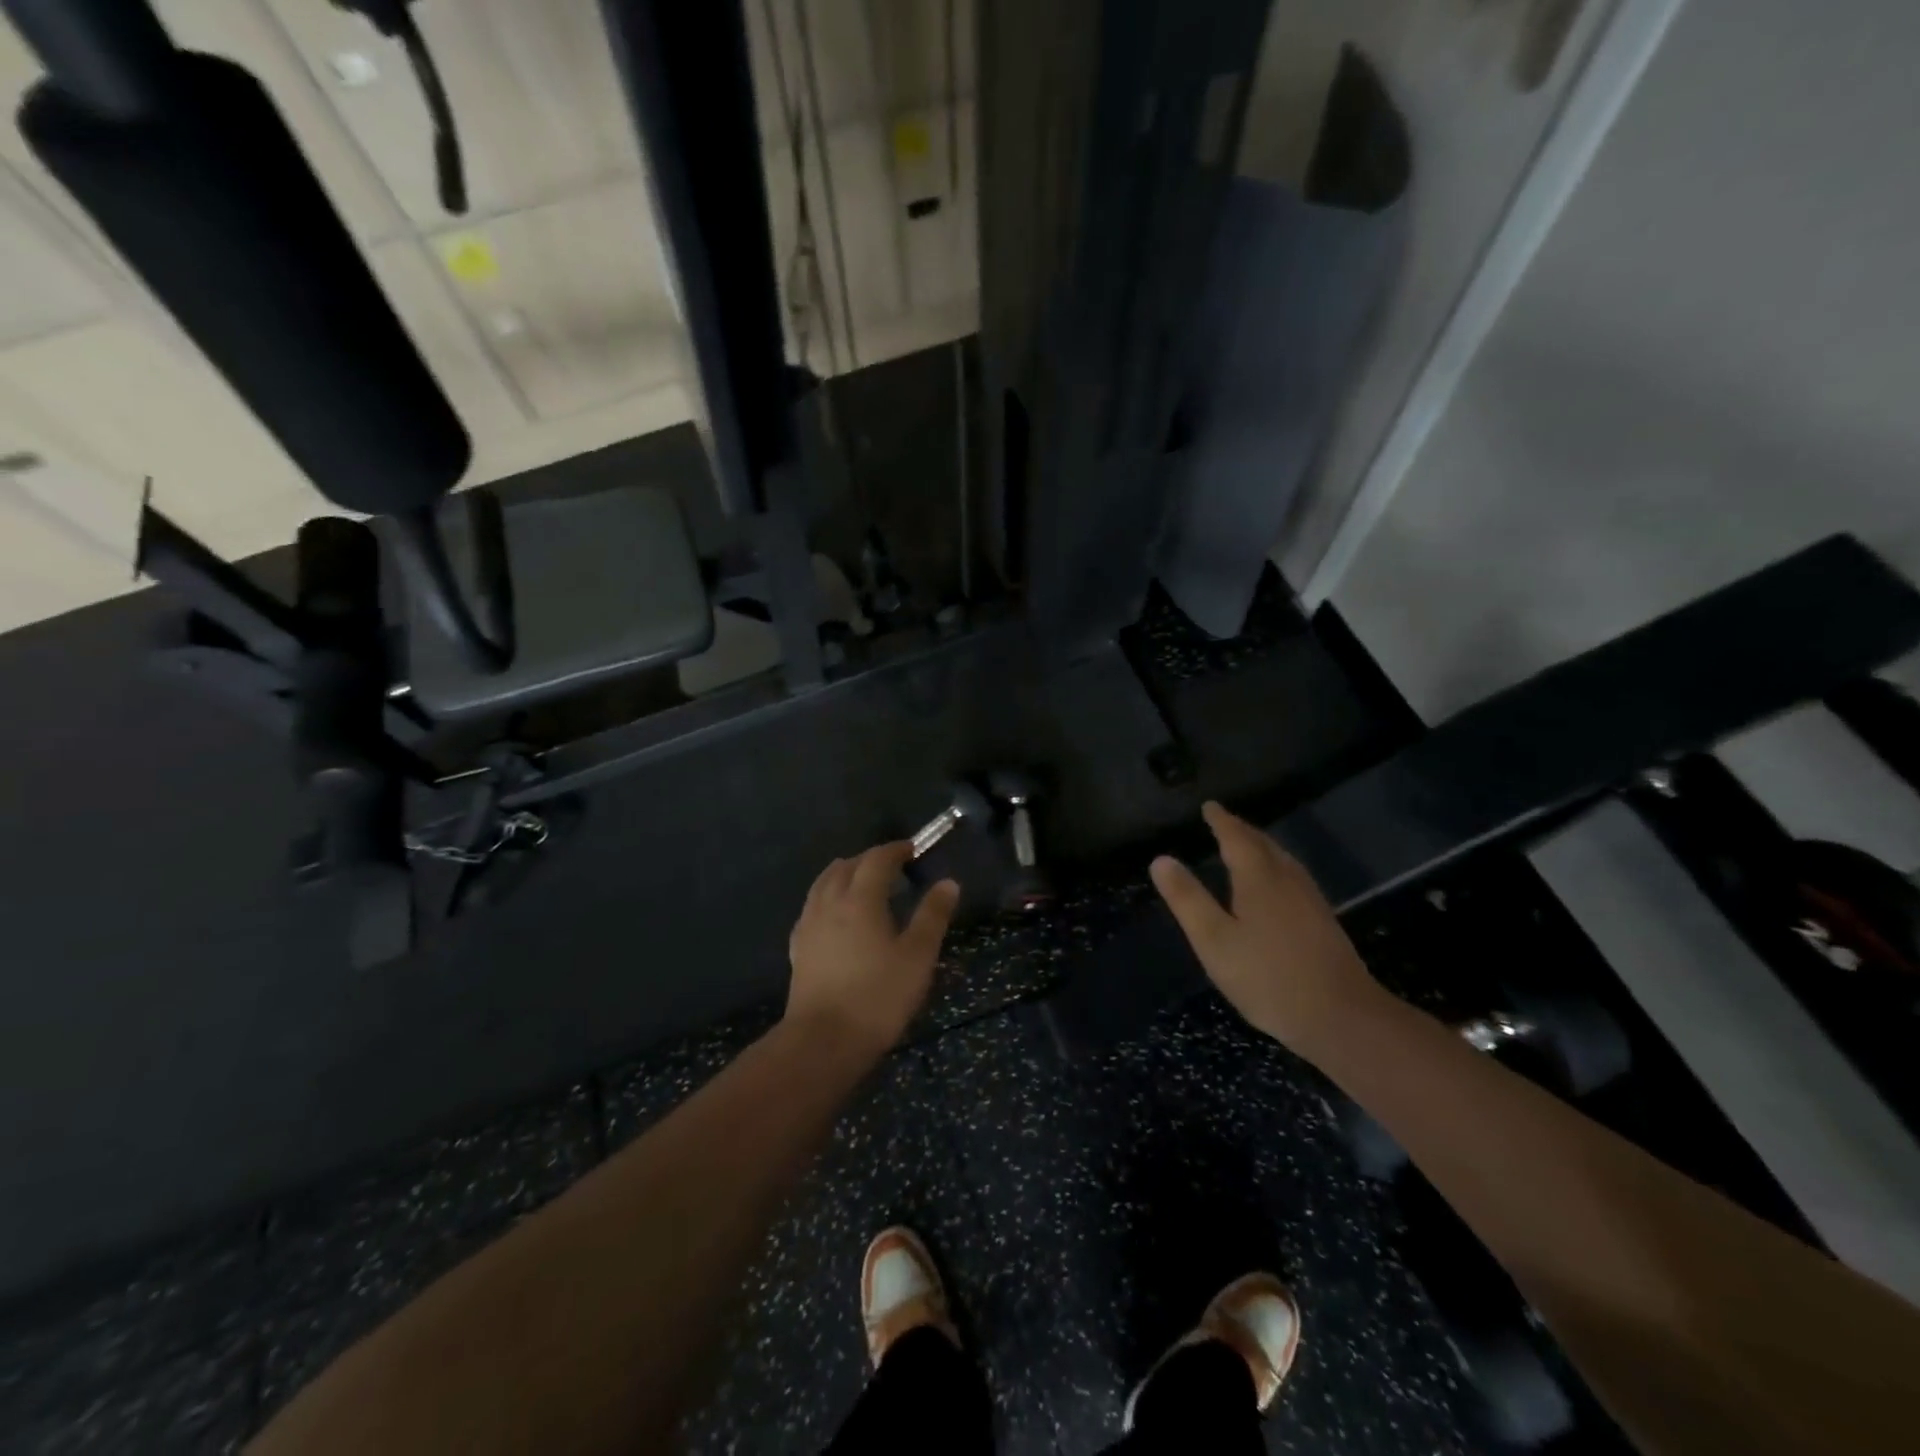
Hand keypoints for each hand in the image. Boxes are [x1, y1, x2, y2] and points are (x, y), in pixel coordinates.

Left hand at [786, 842, 959, 1057]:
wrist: (823, 1040)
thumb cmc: (878, 996)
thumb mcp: (918, 956)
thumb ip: (932, 916)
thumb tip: (948, 883)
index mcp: (861, 899)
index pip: (877, 859)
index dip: (895, 850)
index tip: (912, 849)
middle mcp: (830, 902)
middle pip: (847, 866)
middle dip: (870, 859)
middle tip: (892, 867)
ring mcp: (809, 925)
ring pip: (824, 883)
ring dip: (845, 874)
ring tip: (863, 883)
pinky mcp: (798, 947)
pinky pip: (812, 906)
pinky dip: (828, 897)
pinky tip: (836, 915)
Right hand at [1150, 802, 1384, 1057]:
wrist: (1342, 1017)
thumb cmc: (1268, 978)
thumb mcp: (1214, 940)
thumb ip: (1187, 899)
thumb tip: (1161, 859)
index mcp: (1259, 878)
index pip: (1236, 838)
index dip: (1221, 821)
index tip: (1209, 806)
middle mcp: (1287, 880)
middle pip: (1263, 844)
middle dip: (1241, 830)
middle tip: (1223, 821)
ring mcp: (1310, 900)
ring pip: (1282, 860)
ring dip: (1261, 847)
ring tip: (1245, 845)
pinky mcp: (1323, 921)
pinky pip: (1293, 876)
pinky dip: (1275, 866)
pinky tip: (1275, 885)